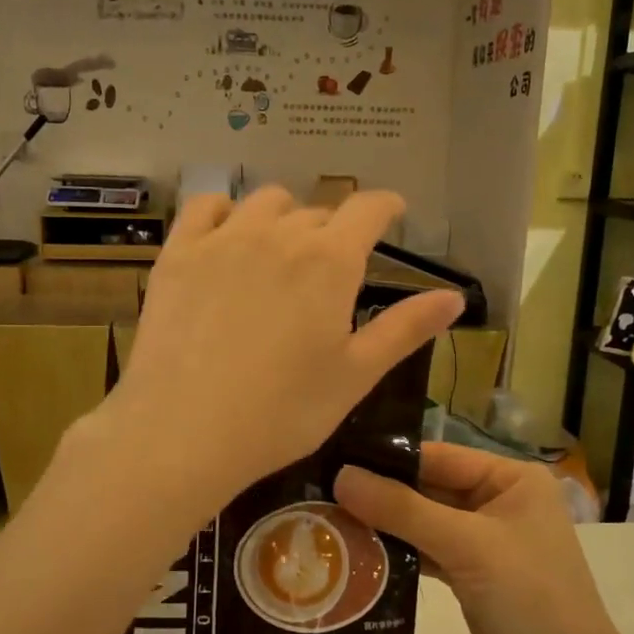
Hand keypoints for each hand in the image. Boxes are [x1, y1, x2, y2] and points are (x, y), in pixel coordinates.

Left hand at [97, 187, 463, 511]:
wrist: (184, 430)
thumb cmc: (282, 412)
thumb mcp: (355, 375)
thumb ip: (405, 329)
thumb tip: (455, 297)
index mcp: (330, 261)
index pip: (369, 209)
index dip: (386, 207)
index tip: (392, 214)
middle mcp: (280, 234)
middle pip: (317, 212)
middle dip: (332, 232)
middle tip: (328, 270)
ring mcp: (223, 238)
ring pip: (265, 203)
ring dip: (283, 219)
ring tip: (279, 253)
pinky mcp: (178, 253)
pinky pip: (205, 207)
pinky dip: (224, 212)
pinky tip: (226, 237)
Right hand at [334, 443, 615, 633]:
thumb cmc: (529, 597)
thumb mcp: (467, 545)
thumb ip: (402, 509)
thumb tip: (341, 476)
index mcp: (510, 478)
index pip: (438, 457)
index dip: (388, 460)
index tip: (333, 461)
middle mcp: (497, 501)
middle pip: (427, 488)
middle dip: (380, 495)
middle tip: (321, 492)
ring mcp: (483, 539)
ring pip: (422, 521)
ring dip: (383, 525)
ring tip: (328, 520)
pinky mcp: (469, 573)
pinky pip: (425, 551)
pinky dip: (396, 552)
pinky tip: (357, 553)